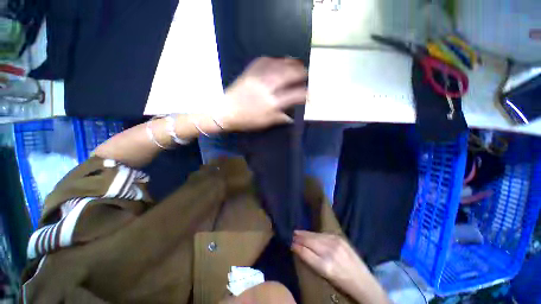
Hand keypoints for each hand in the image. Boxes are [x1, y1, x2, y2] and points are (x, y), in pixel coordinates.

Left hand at [216, 57, 307, 130]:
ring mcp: (258, 77)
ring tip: (297, 63)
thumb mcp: (265, 123)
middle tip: (306, 74)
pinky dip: (274, 59)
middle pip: (289, 75)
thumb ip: (280, 118)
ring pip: (278, 65)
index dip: (305, 95)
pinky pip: (264, 60)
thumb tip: (292, 117)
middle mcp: (267, 87)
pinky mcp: (250, 71)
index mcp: (272, 103)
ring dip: (290, 62)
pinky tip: (278, 60)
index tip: (310, 96)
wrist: (226, 111)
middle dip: (301, 73)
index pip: (295, 95)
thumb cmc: (246, 120)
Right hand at [292, 231, 388, 303]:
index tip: (291, 242)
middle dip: (300, 237)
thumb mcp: (325, 275)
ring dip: (306, 233)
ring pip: (316, 236)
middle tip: (292, 234)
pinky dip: (315, 233)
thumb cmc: (341, 281)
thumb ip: (311, 260)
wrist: (363, 281)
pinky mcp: (340, 238)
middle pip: (310, 241)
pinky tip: (310, 233)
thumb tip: (298, 248)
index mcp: (326, 266)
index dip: (297, 246)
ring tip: (298, 232)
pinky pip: (323, 234)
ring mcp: (336, 243)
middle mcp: (330, 252)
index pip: (306, 252)